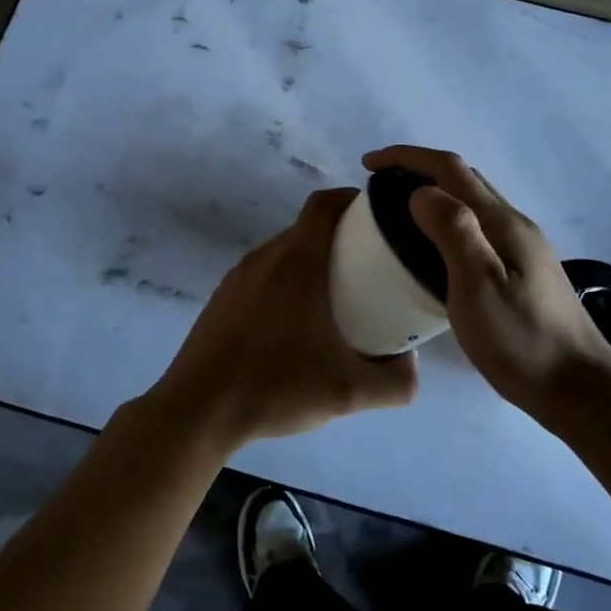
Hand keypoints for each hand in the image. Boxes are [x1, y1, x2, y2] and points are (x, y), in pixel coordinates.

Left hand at [148, 189, 417, 451]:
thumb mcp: (349, 392)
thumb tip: (412, 364)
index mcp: (297, 262)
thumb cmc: (275, 387)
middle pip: (307, 227)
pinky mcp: (221, 298)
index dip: (352, 200)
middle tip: (370, 265)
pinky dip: (285, 281)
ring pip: (283, 251)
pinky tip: (294, 323)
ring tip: (337, 295)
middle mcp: (265, 257)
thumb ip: (395, 381)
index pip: (324, 204)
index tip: (378, 217)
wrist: (198, 410)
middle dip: (340, 236)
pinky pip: (262, 274)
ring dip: (311, 261)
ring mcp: (237, 276)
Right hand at [363, 145, 610, 426]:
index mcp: (502, 222)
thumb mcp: (479, 287)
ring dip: (434, 193)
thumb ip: (453, 232)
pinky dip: (446, 221)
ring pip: (471, 202)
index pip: (450, 169)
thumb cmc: (522, 341)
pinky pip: (476, 227)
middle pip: (463, 178)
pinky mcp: (521, 270)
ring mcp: (521, 247)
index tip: (369, 164)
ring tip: (398, 214)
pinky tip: (433, 250)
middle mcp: (514, 224)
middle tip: (379, 187)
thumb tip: (422, 191)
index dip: (407, 157)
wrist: (579, 388)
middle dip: (419, 169)